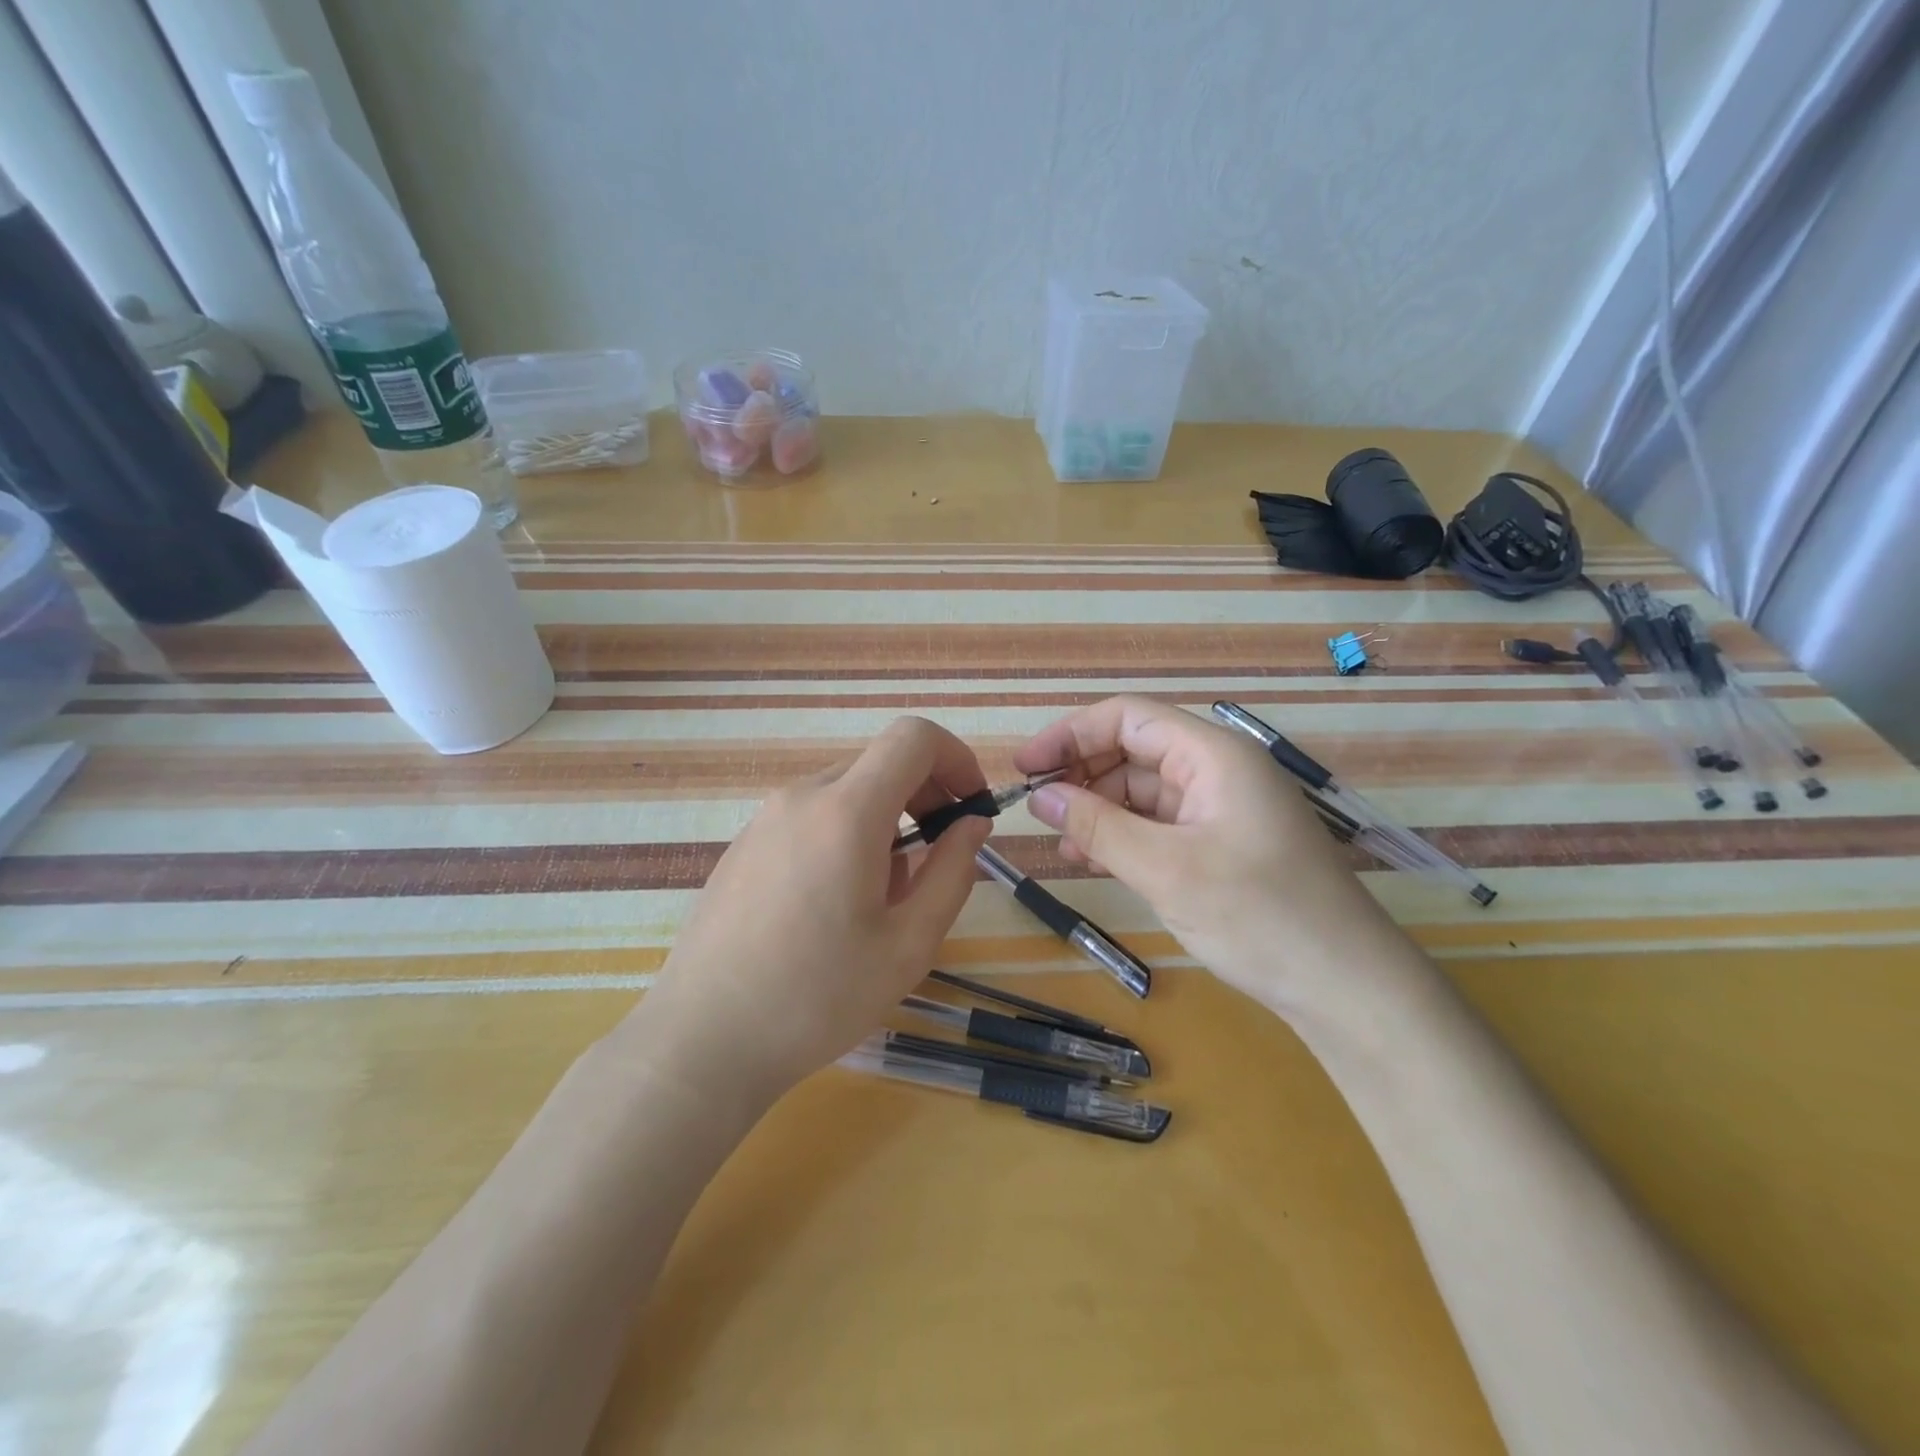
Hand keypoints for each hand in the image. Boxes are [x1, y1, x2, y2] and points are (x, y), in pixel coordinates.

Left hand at [617, 717, 994, 1109]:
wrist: (702, 1040)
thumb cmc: (817, 997)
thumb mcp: (909, 944)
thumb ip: (953, 871)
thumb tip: (971, 823)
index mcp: (846, 811)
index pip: (914, 737)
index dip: (956, 758)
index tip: (971, 807)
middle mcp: (801, 797)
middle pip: (880, 764)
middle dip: (924, 797)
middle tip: (938, 859)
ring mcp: (765, 819)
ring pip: (846, 793)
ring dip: (885, 823)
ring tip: (884, 897)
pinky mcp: (744, 845)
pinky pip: (811, 818)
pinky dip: (845, 836)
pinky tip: (835, 905)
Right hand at [1014, 696, 1410, 1013]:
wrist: (1347, 988)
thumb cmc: (1259, 916)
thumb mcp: (1165, 869)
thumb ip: (1097, 826)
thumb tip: (1039, 797)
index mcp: (1213, 755)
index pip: (1128, 718)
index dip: (1071, 734)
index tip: (1026, 768)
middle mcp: (1218, 769)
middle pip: (1134, 750)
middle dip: (1082, 773)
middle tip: (1038, 810)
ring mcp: (1222, 807)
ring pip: (1143, 790)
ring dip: (1098, 809)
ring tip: (1062, 843)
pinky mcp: (1222, 842)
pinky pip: (1160, 823)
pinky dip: (1124, 835)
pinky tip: (1095, 859)